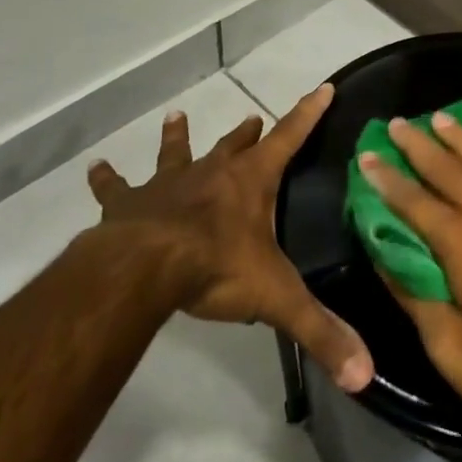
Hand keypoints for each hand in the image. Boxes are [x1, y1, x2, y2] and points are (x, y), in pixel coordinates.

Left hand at [86, 83, 373, 391]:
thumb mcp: (277, 299)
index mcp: (252, 182)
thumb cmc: (217, 268)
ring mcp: (168, 185)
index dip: (308, 112)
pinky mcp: (128, 204)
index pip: (290, 136)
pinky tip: (96, 168)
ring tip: (176, 117)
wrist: (144, 269)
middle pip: (234, 145)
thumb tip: (366, 375)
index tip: (323, 86)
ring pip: (176, 154)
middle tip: (252, 119)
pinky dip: (107, 179)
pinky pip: (116, 188)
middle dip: (247, 133)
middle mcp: (213, 173)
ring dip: (178, 138)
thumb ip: (321, 332)